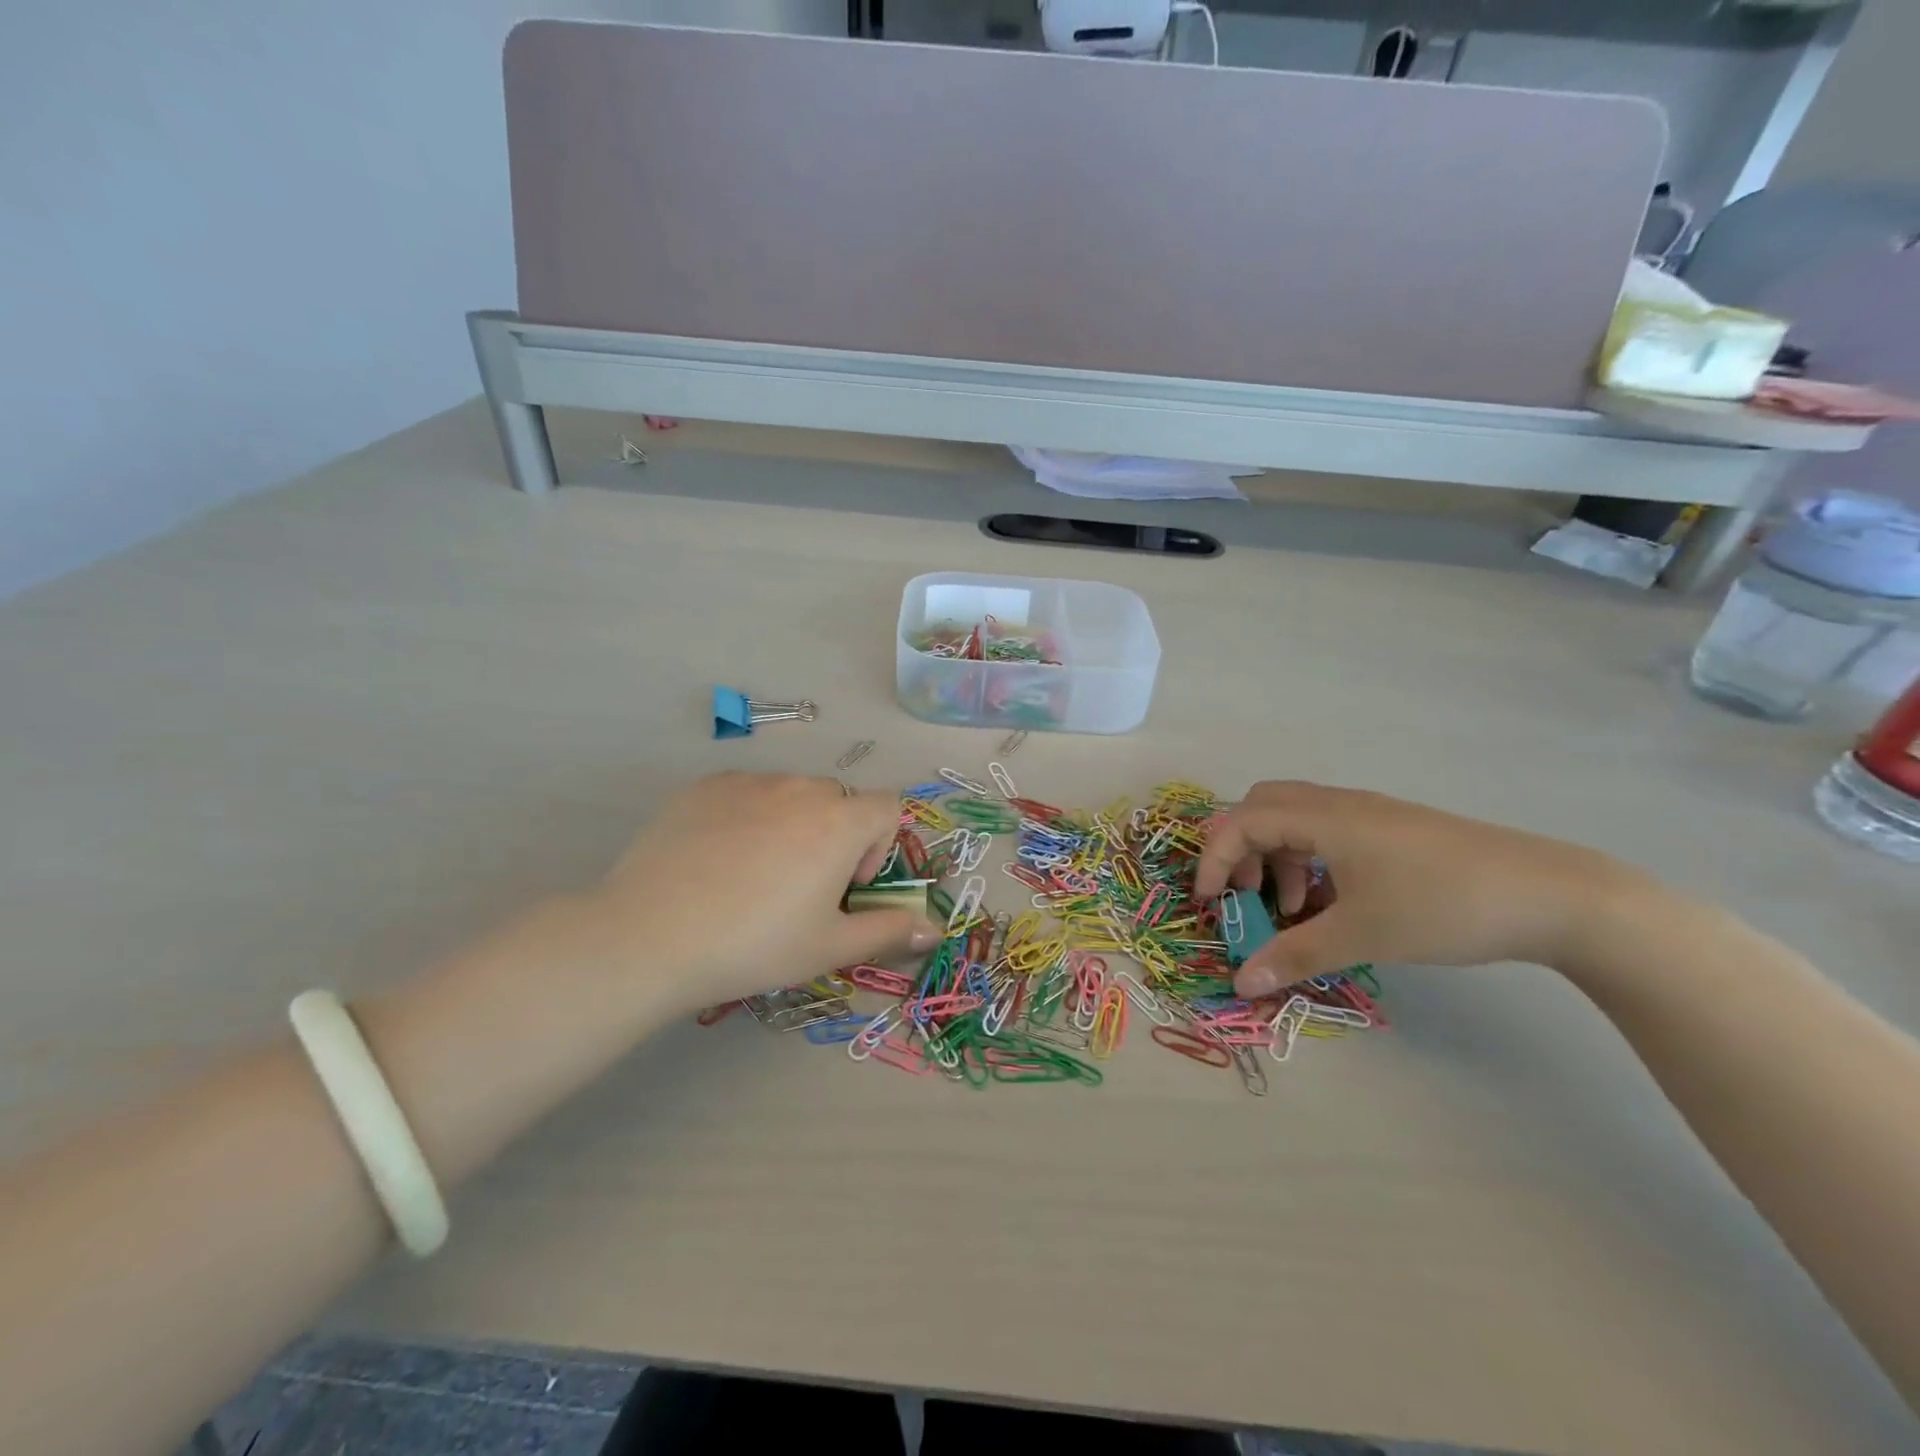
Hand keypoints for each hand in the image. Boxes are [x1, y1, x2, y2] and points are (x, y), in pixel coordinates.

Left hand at [584, 773, 939, 1011]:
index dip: (880, 846)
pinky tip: (717, 861)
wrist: (650, 935)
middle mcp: (799, 787)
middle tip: (802, 888)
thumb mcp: (829, 947)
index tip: (847, 887)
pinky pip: (746, 792)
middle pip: (838, 801)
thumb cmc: (755, 944)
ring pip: (790, 794)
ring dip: (792, 825)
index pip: (887, 807)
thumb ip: (890, 931)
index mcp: (838, 821)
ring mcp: (747, 781)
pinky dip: (748, 817)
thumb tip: (935, 929)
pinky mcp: (703, 786)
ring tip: (754, 875)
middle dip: (835, 837)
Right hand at [1193, 781, 1646, 997]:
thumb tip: (1241, 982)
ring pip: (1297, 819)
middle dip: (1242, 849)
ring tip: (1294, 910)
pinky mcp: (1394, 829)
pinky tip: (1335, 903)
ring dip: (1278, 857)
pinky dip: (1311, 860)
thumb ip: (1294, 955)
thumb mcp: (1361, 936)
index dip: (1214, 858)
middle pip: (1262, 806)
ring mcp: (1370, 813)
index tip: (1209, 903)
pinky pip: (1329, 831)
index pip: (1241, 821)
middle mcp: (1340, 804)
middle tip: (1248, 894)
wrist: (1553, 896)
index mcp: (1324, 817)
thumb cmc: (1443, 907)